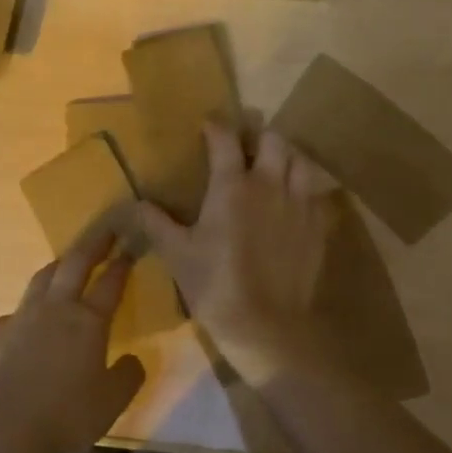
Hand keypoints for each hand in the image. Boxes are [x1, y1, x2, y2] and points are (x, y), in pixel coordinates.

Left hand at [0, 231, 146, 452]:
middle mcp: (55, 308)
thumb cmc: (65, 417)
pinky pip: (16, 311)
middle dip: (93, 243)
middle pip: (75, 264)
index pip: (110, 283)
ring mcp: (22, 317)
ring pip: (42, 278)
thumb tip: (132, 360)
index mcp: (88, 322)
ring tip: (66, 262)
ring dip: (58, 265)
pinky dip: (28, 308)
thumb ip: (127, 377)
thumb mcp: (111, 403)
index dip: (122, 263)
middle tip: (105, 229)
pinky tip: (28, 320)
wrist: (2, 431)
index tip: (130, 245)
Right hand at [138, 123, 339, 388]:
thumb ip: (155, 223)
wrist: (266, 327)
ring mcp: (299, 204)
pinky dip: (304, 188)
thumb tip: (132, 203)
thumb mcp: (176, 254)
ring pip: (300, 161)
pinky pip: (316, 193)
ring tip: (273, 167)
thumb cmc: (215, 285)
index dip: (215, 126)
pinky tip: (293, 202)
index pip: (225, 139)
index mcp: (233, 186)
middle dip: (258, 136)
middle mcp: (270, 185)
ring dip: (286, 157)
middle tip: (245, 147)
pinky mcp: (318, 227)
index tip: (208, 125)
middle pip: (273, 139)